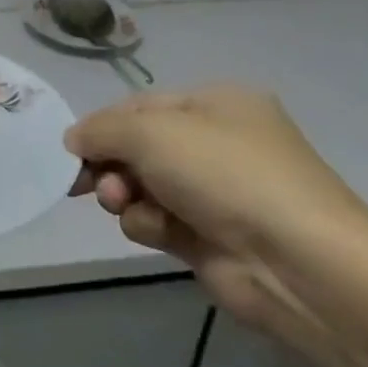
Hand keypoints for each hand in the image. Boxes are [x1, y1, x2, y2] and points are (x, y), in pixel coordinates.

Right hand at [65, 85, 367, 359]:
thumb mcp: (151, 132)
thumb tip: (74, 140)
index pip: (140, 106)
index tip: (71, 149)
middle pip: (137, 147)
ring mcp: (214, 192)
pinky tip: (159, 231)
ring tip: (126, 204)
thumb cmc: (224, 174)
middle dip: (111, 164)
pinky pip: (155, 220)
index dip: (102, 125)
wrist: (296, 262)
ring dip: (124, 195)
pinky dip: (148, 224)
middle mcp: (216, 143)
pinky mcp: (207, 236)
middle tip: (93, 183)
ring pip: (140, 186)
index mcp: (216, 104)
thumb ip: (101, 129)